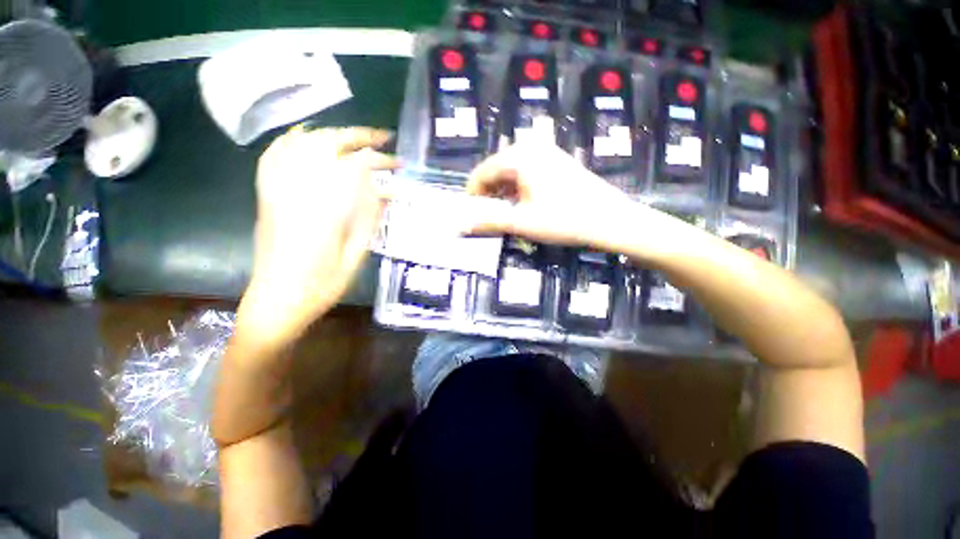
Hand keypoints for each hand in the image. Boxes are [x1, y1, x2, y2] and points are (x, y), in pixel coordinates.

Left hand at [238, 127, 395, 347]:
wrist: (277, 300)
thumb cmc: (322, 285)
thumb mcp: (356, 256)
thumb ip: (368, 220)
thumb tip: (384, 193)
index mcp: (324, 209)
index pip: (353, 168)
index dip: (379, 160)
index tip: (397, 162)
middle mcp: (296, 191)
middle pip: (325, 145)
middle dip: (357, 136)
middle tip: (383, 139)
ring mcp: (276, 190)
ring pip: (300, 144)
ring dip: (331, 134)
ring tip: (355, 138)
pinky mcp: (267, 196)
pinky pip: (274, 156)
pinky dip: (292, 140)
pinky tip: (307, 138)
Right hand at [464, 142, 640, 252]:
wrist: (609, 219)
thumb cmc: (563, 220)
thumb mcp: (521, 223)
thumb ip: (489, 222)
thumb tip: (461, 227)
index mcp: (518, 156)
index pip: (482, 172)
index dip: (473, 195)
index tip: (471, 215)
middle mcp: (530, 146)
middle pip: (496, 170)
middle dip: (489, 194)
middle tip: (489, 218)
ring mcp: (546, 152)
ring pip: (511, 172)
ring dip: (503, 193)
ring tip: (506, 214)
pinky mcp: (557, 161)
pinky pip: (527, 172)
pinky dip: (519, 188)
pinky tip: (523, 205)